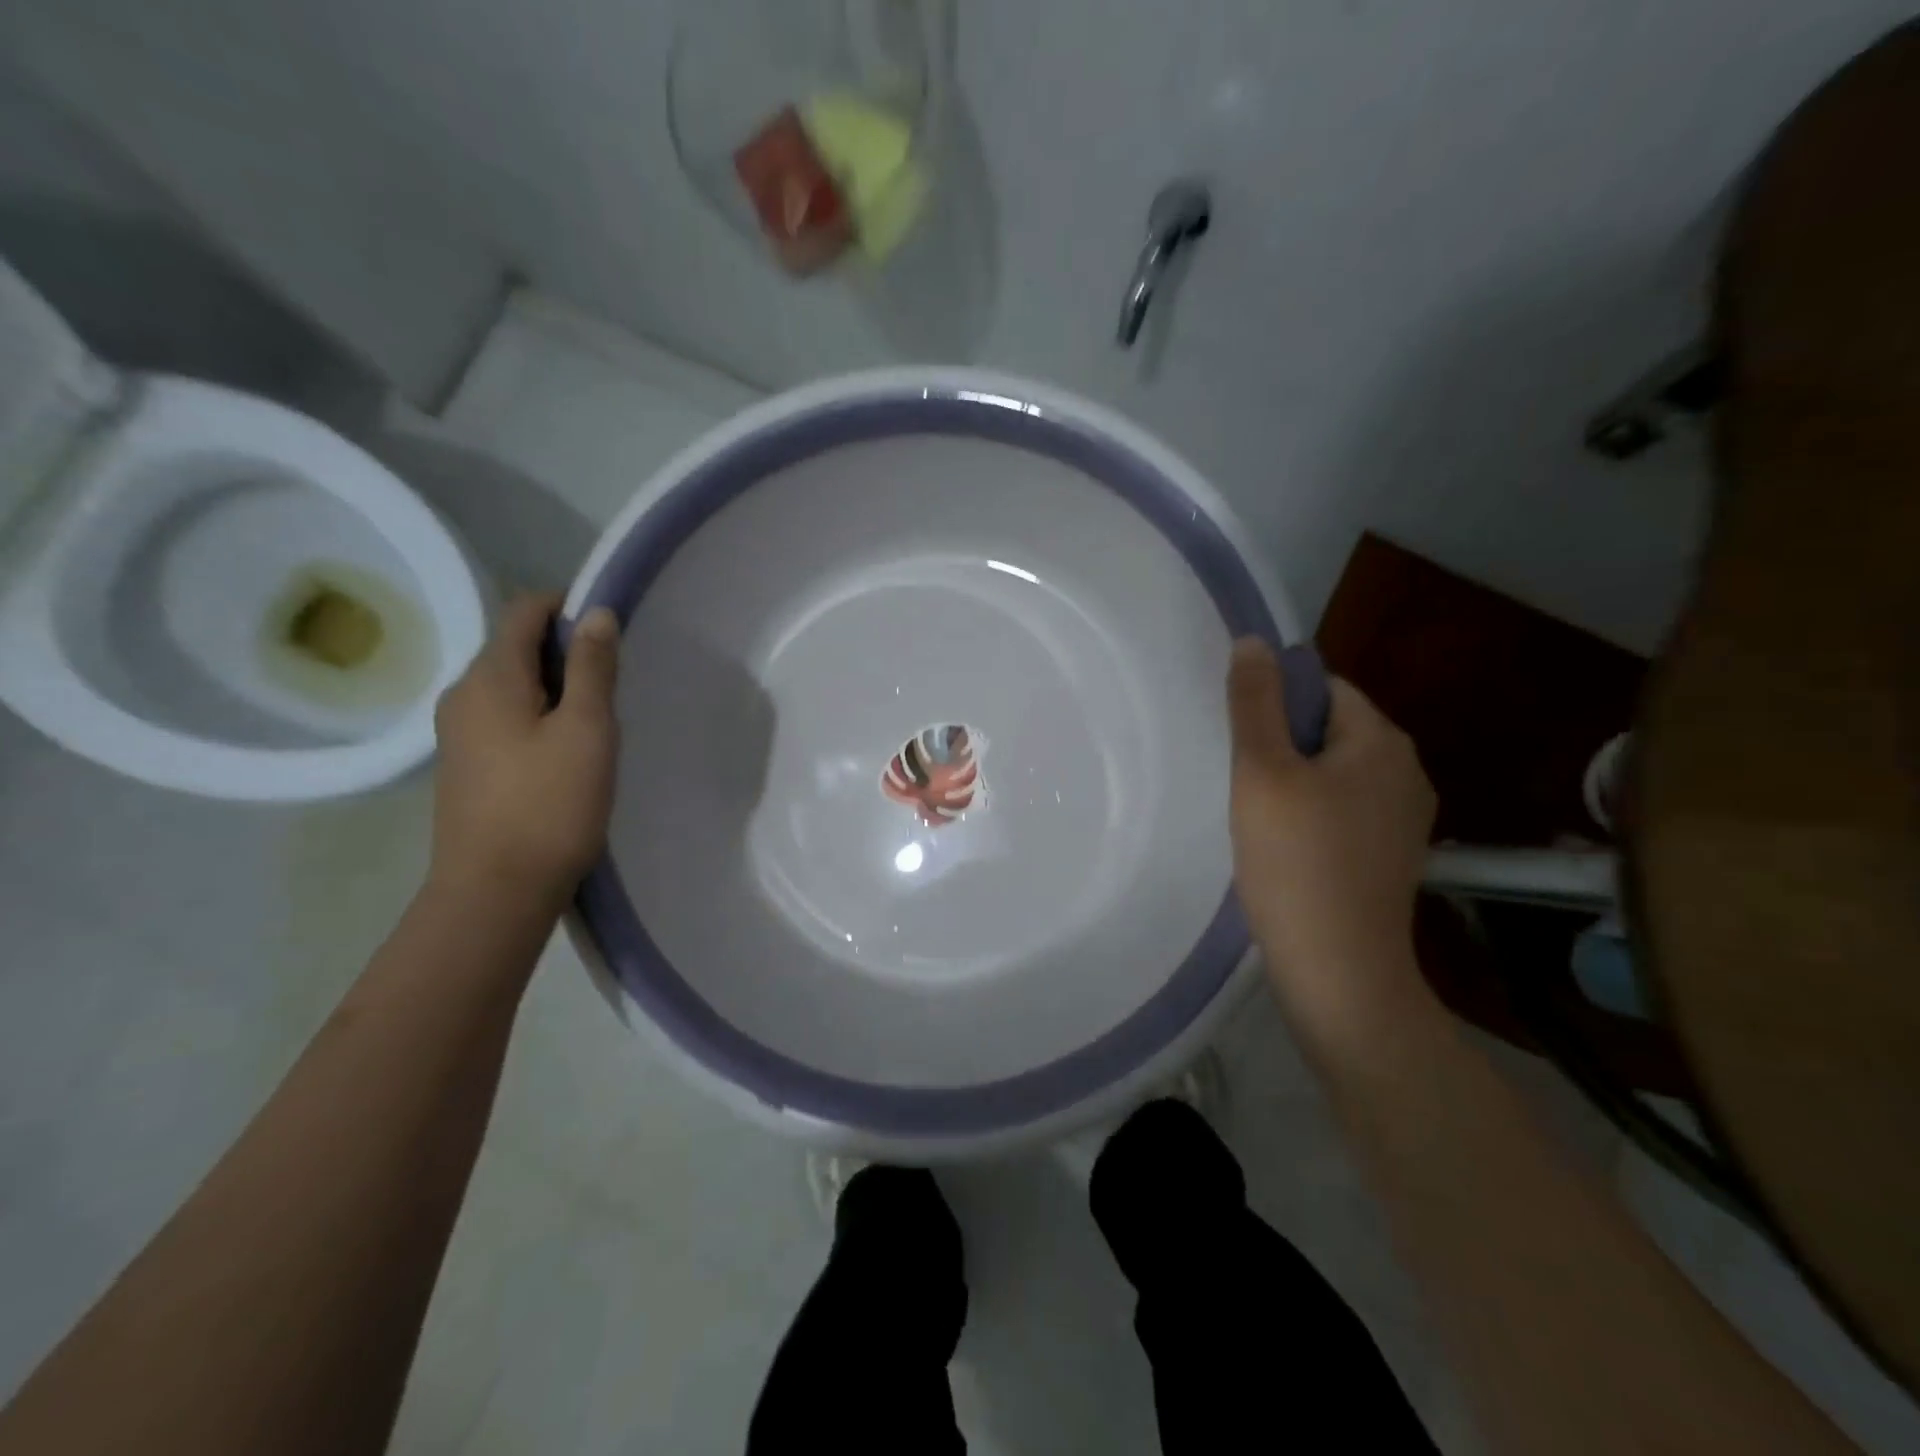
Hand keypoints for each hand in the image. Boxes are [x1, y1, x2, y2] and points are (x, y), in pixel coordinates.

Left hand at [428, 594, 620, 911]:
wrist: (496, 891)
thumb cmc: (550, 805)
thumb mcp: (587, 730)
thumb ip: (593, 667)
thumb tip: (597, 613)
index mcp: (490, 677)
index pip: (524, 610)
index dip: (568, 607)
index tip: (612, 634)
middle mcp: (463, 694)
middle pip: (516, 646)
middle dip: (567, 651)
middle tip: (614, 687)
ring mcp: (459, 731)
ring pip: (513, 684)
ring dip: (557, 687)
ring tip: (597, 723)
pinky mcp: (466, 764)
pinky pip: (506, 716)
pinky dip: (539, 715)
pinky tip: (567, 752)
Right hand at [1226, 639, 1435, 1033]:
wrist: (1339, 971)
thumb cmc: (1296, 862)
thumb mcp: (1262, 772)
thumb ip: (1255, 702)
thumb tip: (1255, 641)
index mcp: (1383, 741)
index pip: (1325, 688)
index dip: (1276, 703)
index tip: (1240, 740)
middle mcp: (1407, 772)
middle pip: (1330, 730)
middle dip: (1282, 744)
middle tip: (1239, 779)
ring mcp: (1404, 819)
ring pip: (1334, 774)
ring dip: (1292, 782)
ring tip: (1254, 814)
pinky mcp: (1389, 857)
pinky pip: (1342, 812)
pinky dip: (1310, 816)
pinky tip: (1281, 847)